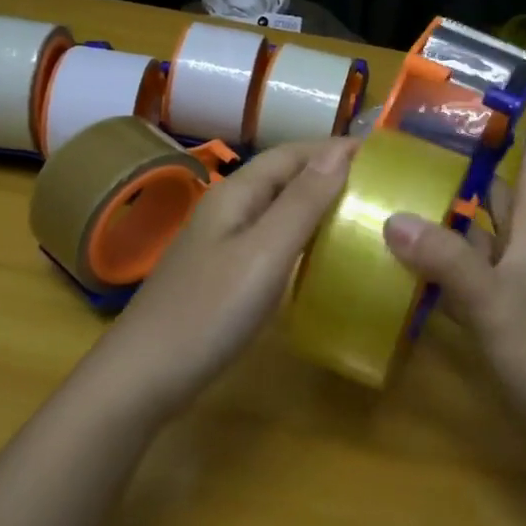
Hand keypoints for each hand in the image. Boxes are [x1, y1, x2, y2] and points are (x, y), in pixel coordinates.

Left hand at [92, 136, 357, 417]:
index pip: (290, 153)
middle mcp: (226, 210)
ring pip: (276, 208)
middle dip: (328, 171)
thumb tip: (339, 151)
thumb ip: (301, 202)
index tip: (381, 153)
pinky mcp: (222, 273)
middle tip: (378, 183)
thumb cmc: (209, 311)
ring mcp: (220, 243)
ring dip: (316, 202)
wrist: (143, 376)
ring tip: (359, 211)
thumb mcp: (264, 253)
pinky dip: (300, 234)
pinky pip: (269, 238)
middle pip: (282, 176)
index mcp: (235, 194)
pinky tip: (319, 253)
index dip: (333, 148)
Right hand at [382, 116, 525, 425]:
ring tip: (402, 200)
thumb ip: (447, 261)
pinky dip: (433, 271)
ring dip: (445, 224)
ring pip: (473, 244)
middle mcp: (518, 257)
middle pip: (497, 207)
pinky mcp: (489, 318)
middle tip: (434, 153)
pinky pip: (456, 282)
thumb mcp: (492, 299)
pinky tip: (402, 266)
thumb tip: (394, 218)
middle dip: (476, 179)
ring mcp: (504, 289)